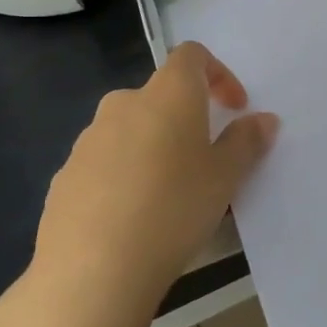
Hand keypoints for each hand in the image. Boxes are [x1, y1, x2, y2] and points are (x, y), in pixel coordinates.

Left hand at [0, 43, 277, 326]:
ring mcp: (87, 141)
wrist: (91, 271)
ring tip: (170, 193)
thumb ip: (246, 142)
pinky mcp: (64, 177)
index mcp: (167, 95)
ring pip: (130, 129)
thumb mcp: (225, 178)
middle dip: (185, 117)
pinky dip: (124, 174)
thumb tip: (263, 119)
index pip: (191, 56)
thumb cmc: (173, 210)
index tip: (234, 109)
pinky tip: (134, 217)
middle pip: (159, 95)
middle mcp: (123, 105)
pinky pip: (104, 162)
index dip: (218, 74)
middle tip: (204, 158)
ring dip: (154, 147)